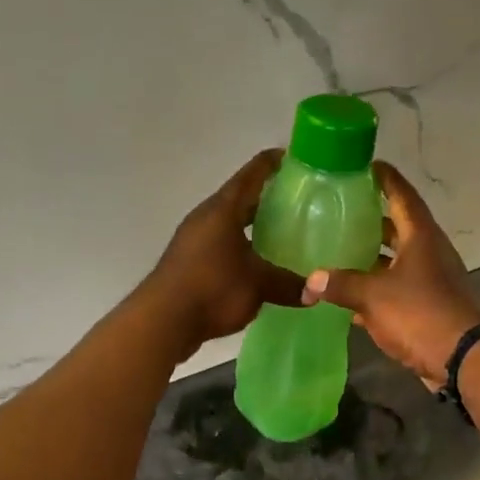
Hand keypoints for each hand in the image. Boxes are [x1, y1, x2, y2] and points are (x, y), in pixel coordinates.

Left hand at [140, 148, 304, 353]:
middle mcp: (206, 217)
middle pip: (241, 198)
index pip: (252, 174)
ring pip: (231, 223)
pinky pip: (223, 245)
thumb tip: (317, 291)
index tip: (298, 158)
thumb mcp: (258, 284)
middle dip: (269, 197)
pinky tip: (258, 264)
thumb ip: (289, 284)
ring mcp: (194, 240)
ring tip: (284, 232)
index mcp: (223, 209)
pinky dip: (242, 247)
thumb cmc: (212, 288)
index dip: (274, 162)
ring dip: (254, 225)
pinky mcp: (189, 263)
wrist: (162, 321)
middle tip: (300, 200)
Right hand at [301, 161, 479, 388]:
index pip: (402, 195)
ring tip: (337, 249)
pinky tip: (347, 293)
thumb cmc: (420, 313)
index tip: (366, 165)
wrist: (462, 358)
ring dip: (370, 256)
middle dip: (371, 218)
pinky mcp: (425, 307)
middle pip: (397, 227)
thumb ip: (340, 284)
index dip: (385, 179)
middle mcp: (427, 252)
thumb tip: (309, 280)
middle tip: (340, 209)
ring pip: (394, 260)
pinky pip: (395, 289)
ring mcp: (429, 280)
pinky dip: (374, 288)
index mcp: (420, 237)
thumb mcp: (373, 295)